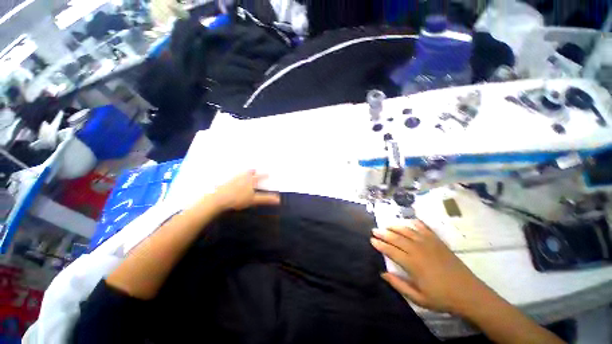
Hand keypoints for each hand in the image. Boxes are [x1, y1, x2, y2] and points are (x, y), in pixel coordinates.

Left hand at [213, 170, 280, 210]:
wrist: (218, 199)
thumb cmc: (238, 198)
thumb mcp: (254, 200)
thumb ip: (266, 199)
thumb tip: (278, 199)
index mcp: (250, 180)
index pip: (259, 177)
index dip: (264, 175)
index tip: (268, 174)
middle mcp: (242, 177)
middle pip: (248, 172)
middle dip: (252, 172)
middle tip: (254, 170)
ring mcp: (233, 179)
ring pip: (240, 174)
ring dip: (244, 173)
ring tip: (245, 174)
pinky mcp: (225, 183)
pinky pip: (232, 178)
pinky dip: (235, 178)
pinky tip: (233, 181)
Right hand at [371, 220, 490, 314]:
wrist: (469, 293)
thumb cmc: (442, 298)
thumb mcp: (418, 298)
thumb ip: (399, 285)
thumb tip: (383, 273)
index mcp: (412, 264)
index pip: (391, 250)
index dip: (380, 244)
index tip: (372, 240)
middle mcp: (418, 250)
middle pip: (396, 238)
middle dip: (383, 233)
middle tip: (374, 230)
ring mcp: (429, 244)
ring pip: (408, 231)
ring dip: (396, 227)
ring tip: (387, 225)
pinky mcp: (438, 242)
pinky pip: (424, 229)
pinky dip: (416, 224)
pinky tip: (410, 221)